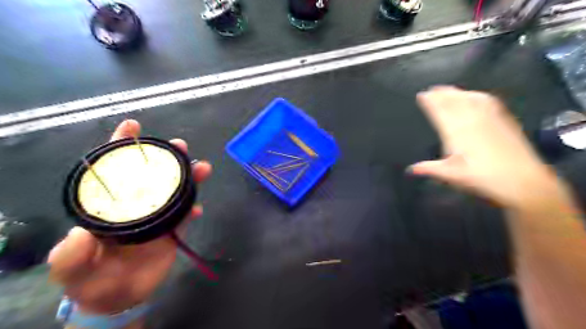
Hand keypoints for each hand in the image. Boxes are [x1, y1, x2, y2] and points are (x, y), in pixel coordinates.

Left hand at [47, 119, 213, 314]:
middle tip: (180, 146)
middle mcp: (134, 204)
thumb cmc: (90, 280)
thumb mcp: (70, 270)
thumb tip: (83, 232)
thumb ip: (71, 255)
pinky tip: (198, 209)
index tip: (132, 126)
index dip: (120, 146)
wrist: (119, 297)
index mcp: (107, 205)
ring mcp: (156, 215)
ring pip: (174, 190)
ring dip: (189, 178)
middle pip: (151, 173)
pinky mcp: (172, 229)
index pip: (112, 170)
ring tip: (203, 168)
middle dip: (165, 156)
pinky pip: (185, 214)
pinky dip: (192, 209)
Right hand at [409, 84, 559, 207]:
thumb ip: (429, 169)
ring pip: (470, 98)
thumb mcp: (451, 175)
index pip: (440, 111)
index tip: (422, 95)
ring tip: (448, 89)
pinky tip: (475, 95)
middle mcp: (472, 120)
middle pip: (454, 101)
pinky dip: (476, 95)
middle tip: (432, 89)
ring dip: (457, 92)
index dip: (430, 102)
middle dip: (441, 94)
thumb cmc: (482, 177)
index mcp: (456, 132)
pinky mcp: (504, 120)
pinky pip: (488, 101)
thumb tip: (410, 169)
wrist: (522, 180)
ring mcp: (489, 118)